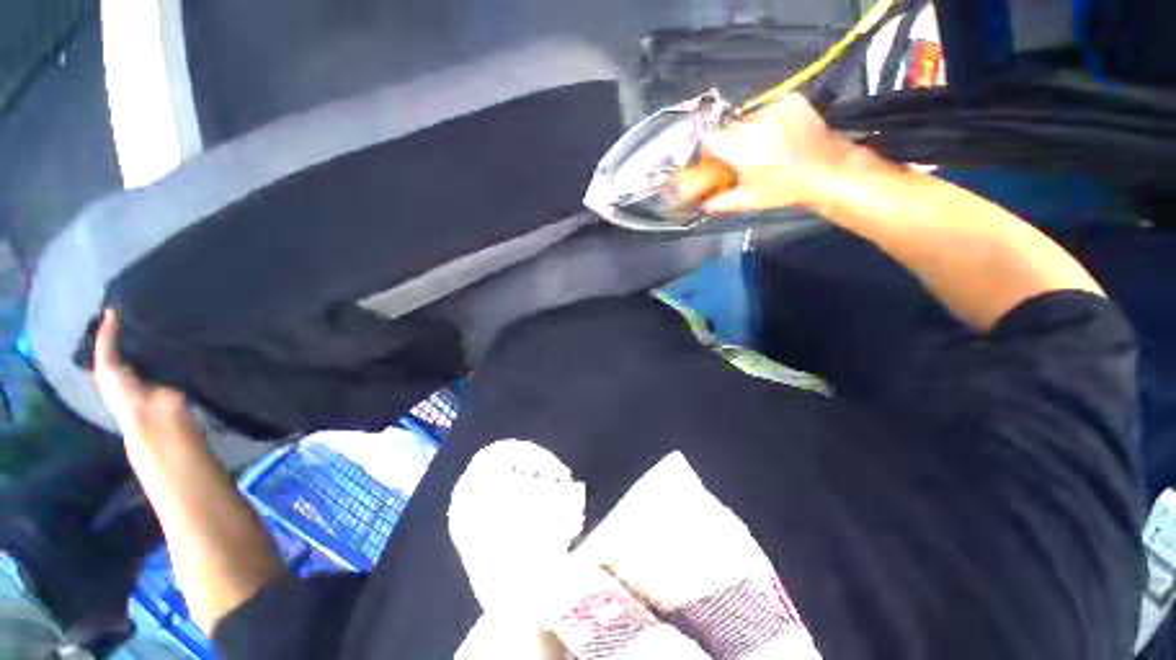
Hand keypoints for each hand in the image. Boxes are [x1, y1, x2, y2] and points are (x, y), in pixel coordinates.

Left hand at [93, 309, 198, 448]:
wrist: (157, 414)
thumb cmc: (125, 392)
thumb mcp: (107, 366)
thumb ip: (107, 341)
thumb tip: (111, 310)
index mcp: (120, 363)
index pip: (122, 338)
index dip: (124, 322)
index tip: (133, 300)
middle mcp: (141, 362)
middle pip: (144, 339)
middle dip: (149, 325)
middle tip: (157, 301)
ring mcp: (164, 365)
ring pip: (165, 343)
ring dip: (169, 332)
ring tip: (176, 310)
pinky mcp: (184, 367)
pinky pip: (183, 351)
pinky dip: (185, 342)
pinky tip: (190, 328)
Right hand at [694, 93, 852, 213]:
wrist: (828, 170)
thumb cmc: (785, 189)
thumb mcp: (747, 201)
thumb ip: (719, 202)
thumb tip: (700, 203)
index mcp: (742, 147)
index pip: (709, 138)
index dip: (705, 149)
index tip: (710, 159)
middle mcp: (756, 122)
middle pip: (728, 127)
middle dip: (728, 141)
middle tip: (739, 157)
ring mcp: (776, 107)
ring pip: (747, 118)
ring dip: (747, 131)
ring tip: (761, 147)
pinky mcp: (791, 99)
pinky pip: (766, 108)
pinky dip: (766, 120)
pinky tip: (775, 134)